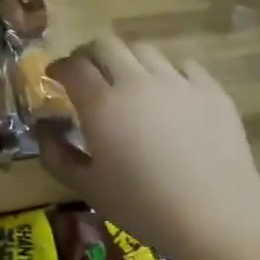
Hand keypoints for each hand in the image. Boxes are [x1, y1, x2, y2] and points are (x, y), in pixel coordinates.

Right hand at [40, 37, 259, 259]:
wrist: (215, 214)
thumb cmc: (143, 206)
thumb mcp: (88, 189)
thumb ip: (57, 156)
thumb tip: (44, 130)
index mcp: (102, 105)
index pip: (73, 67)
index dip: (59, 67)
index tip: (54, 77)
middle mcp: (136, 82)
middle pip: (106, 45)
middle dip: (88, 54)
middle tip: (85, 72)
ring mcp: (177, 82)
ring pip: (144, 50)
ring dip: (126, 58)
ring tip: (126, 79)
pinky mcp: (210, 89)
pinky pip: (182, 65)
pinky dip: (166, 71)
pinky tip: (167, 90)